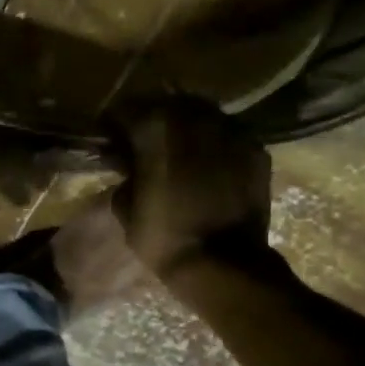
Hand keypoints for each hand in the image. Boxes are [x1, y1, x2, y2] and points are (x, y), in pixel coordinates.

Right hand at [112, 100, 273, 279]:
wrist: (222, 262)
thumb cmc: (163, 236)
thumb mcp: (124, 206)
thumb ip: (124, 175)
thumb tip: (127, 165)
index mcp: (156, 128)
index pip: (125, 110)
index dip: (113, 124)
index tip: (109, 139)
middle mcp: (195, 118)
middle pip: (166, 103)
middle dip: (151, 119)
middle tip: (143, 142)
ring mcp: (231, 130)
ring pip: (201, 114)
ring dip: (185, 127)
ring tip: (177, 150)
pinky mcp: (255, 148)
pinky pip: (227, 134)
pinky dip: (213, 143)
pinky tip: (207, 164)